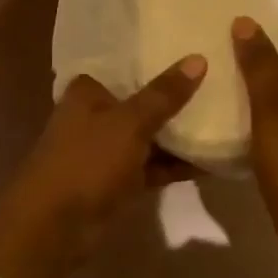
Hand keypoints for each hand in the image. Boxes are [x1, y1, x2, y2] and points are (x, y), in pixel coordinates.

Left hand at [0, 56, 206, 277]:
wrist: (54, 227)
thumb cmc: (86, 161)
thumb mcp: (130, 123)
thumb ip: (164, 94)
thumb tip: (198, 59)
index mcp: (87, 92)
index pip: (126, 67)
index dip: (157, 60)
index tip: (193, 51)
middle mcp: (94, 116)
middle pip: (141, 102)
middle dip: (174, 98)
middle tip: (218, 83)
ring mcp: (105, 151)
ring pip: (149, 136)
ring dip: (178, 134)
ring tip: (224, 120)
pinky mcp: (116, 182)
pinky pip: (152, 166)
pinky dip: (175, 164)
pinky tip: (210, 160)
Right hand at [231, 18, 277, 263]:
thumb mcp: (274, 110)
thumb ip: (260, 65)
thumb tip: (246, 22)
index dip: (265, 28)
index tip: (228, 20)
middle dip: (254, 56)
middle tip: (213, 44)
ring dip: (253, 84)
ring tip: (214, 72)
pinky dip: (257, 110)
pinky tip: (227, 109)